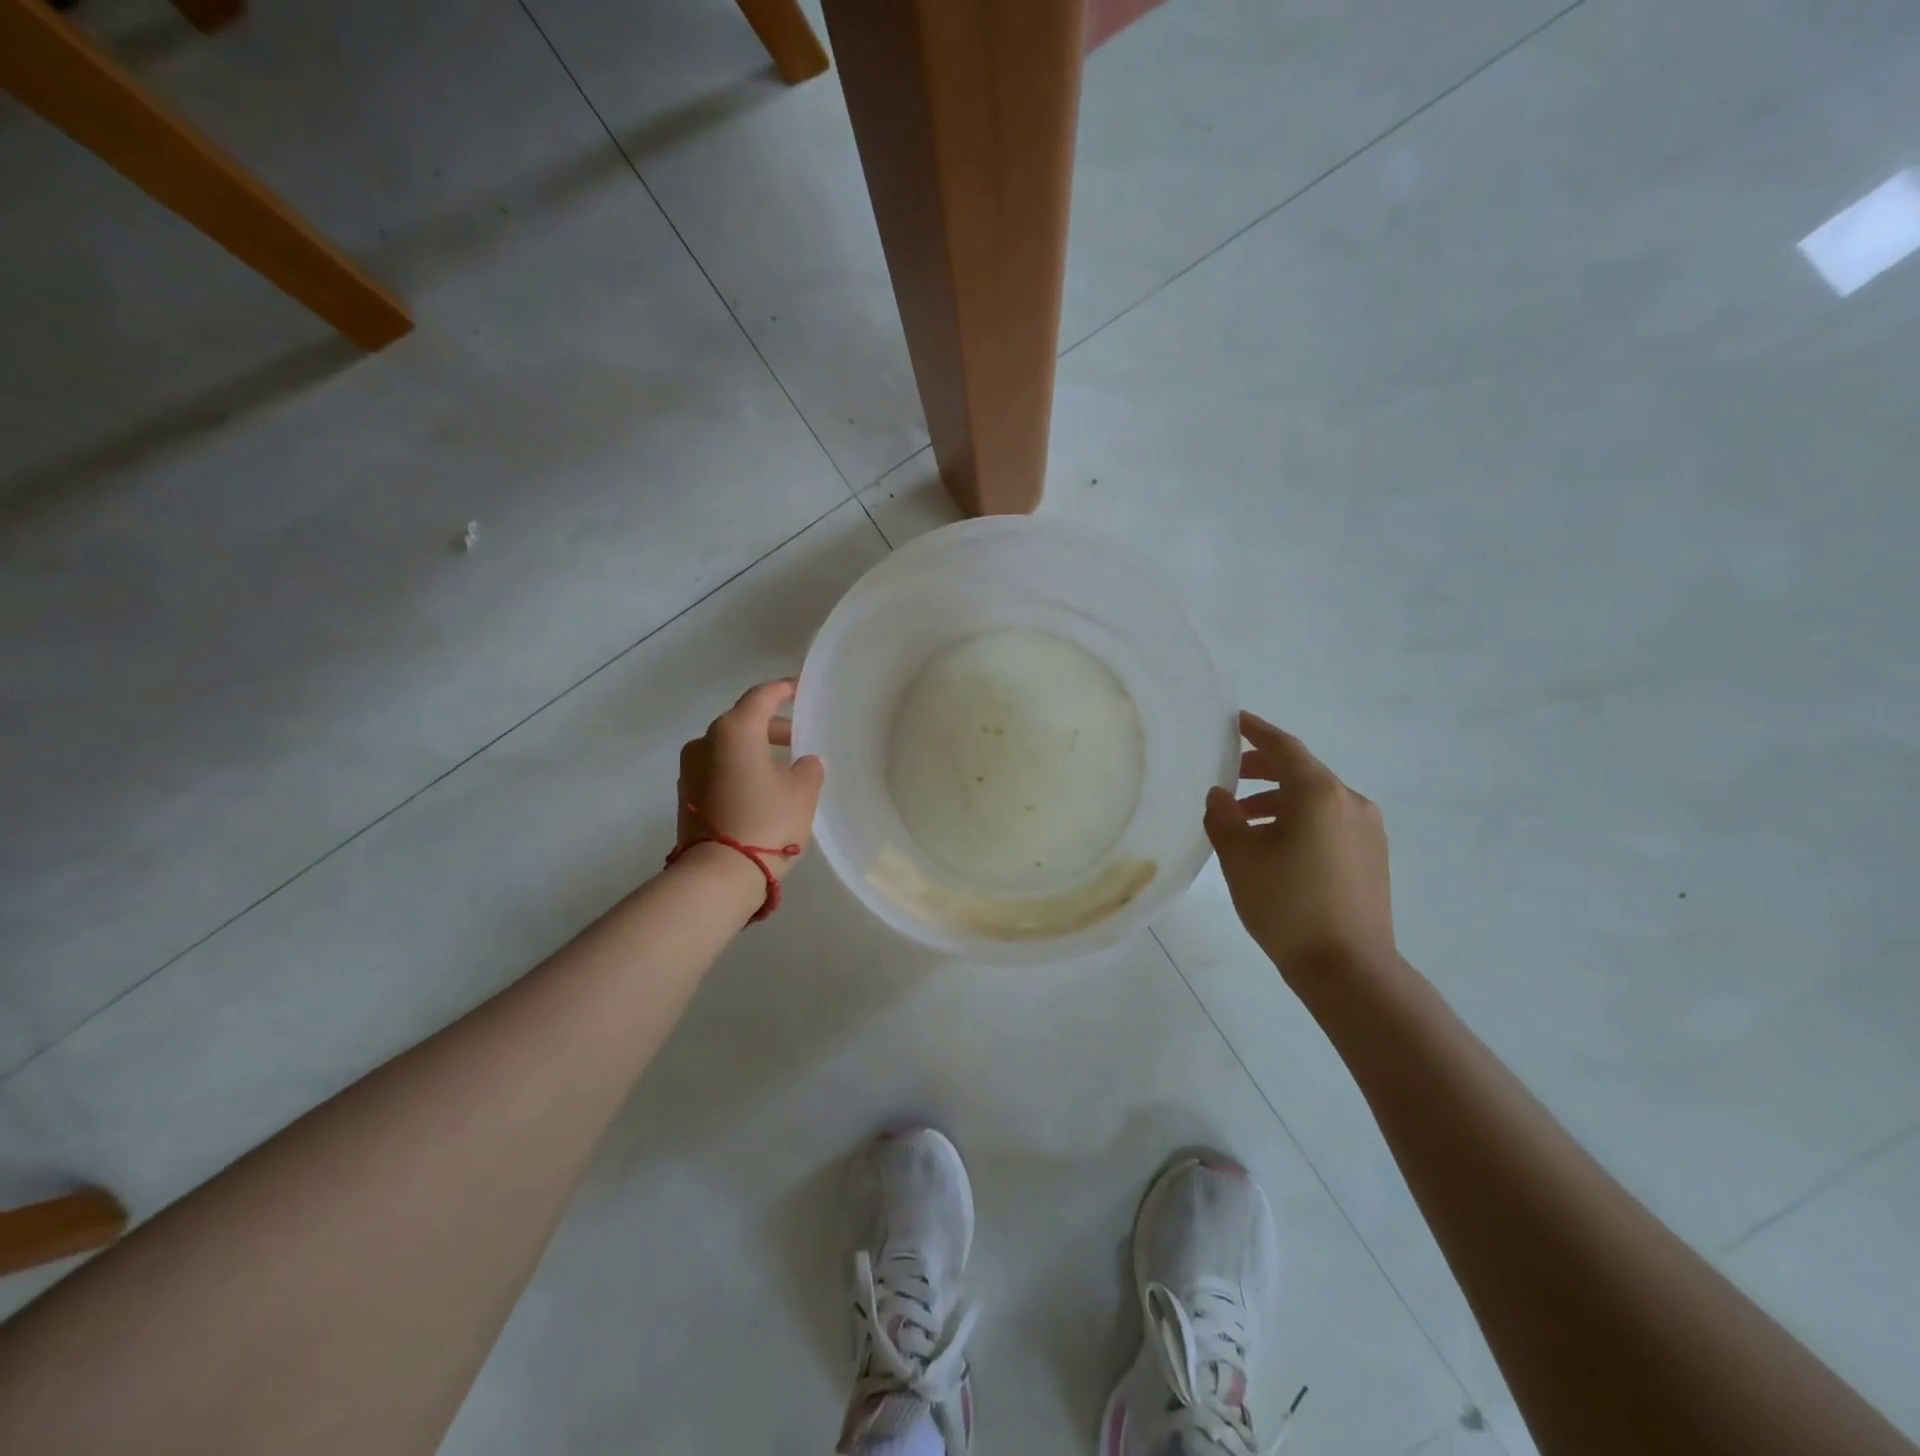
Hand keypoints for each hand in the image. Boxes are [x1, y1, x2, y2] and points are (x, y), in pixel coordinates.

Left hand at [676, 681, 824, 878]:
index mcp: (735, 730)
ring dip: (754, 750)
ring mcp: (690, 769)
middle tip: (798, 739)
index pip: (761, 697)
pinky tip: (760, 788)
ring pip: (728, 747)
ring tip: (782, 768)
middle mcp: (705, 741)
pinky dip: (738, 769)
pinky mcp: (685, 795)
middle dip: (771, 726)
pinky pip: (717, 769)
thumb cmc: (767, 822)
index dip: (783, 690)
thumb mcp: (802, 792)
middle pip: (742, 721)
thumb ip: (809, 768)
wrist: (718, 875)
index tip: (799, 690)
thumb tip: (805, 762)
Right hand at [1203, 712, 1396, 976]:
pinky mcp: (1372, 855)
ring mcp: (1367, 829)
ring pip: (1316, 799)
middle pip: (1302, 771)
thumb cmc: (1288, 906)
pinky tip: (1275, 847)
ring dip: (1278, 800)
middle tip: (1230, 777)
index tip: (1235, 720)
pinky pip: (1330, 820)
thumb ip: (1223, 818)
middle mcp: (1349, 801)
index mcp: (1318, 794)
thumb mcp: (1240, 858)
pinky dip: (1299, 819)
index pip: (1284, 747)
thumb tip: (1220, 796)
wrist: (1349, 967)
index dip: (1257, 731)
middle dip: (1263, 769)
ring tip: (1243, 822)